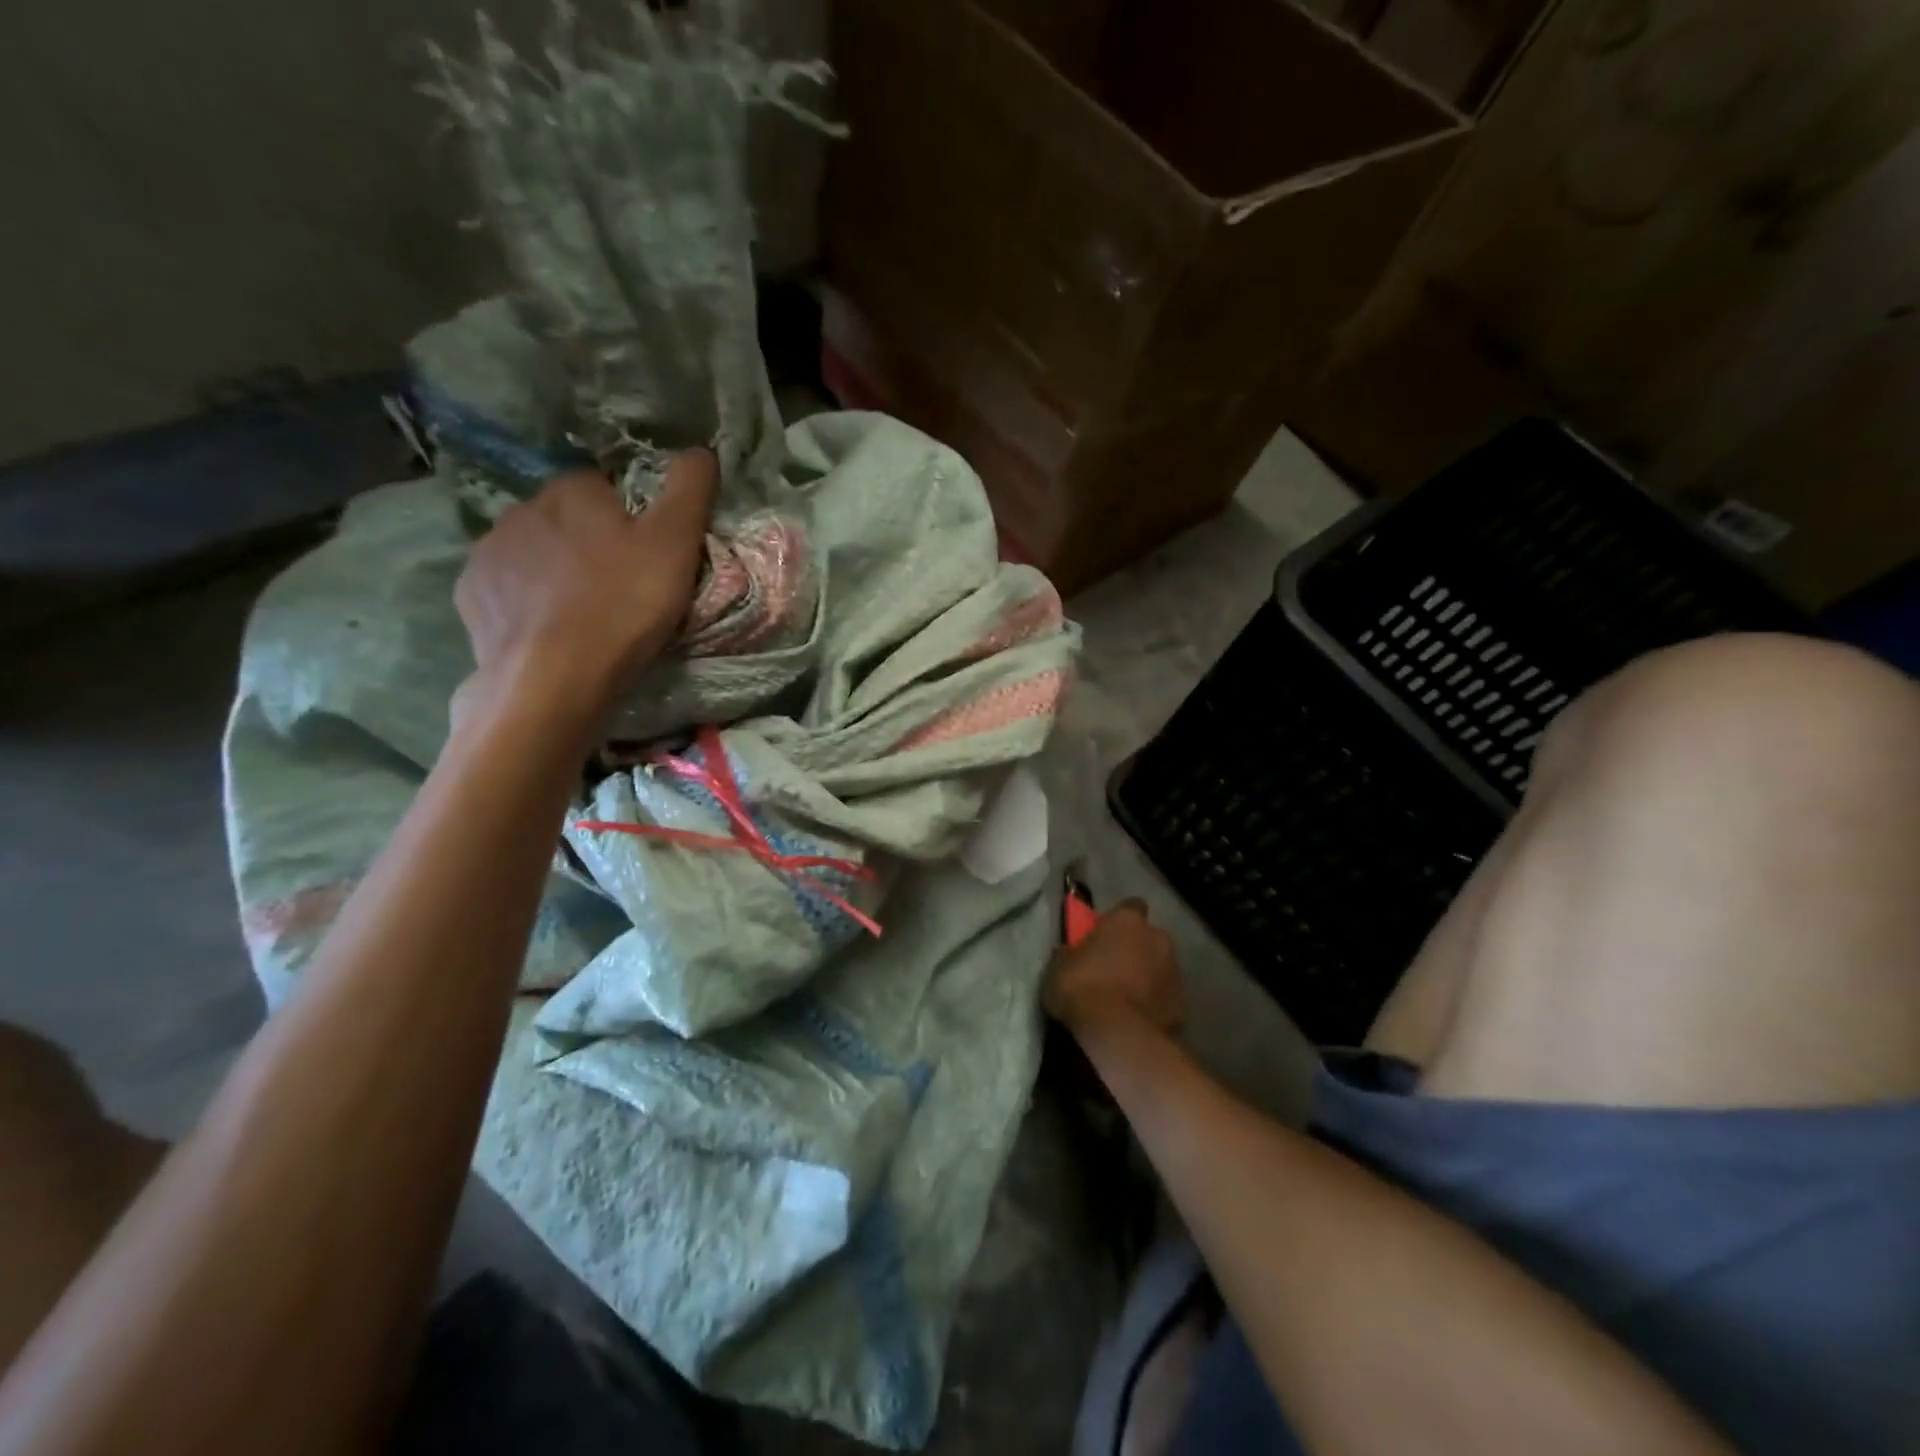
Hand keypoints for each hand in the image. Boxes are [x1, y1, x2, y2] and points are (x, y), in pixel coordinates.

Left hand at [453, 450, 717, 728]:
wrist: (554, 678)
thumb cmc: (623, 605)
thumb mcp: (676, 543)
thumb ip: (689, 489)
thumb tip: (699, 448)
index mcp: (572, 491)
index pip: (605, 487)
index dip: (631, 519)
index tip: (648, 555)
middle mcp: (521, 509)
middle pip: (567, 518)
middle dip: (590, 543)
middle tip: (622, 588)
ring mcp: (489, 553)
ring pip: (534, 552)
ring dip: (556, 571)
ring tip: (586, 614)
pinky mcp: (471, 596)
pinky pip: (507, 588)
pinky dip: (527, 602)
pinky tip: (550, 630)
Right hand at [1043, 900, 1185, 1036]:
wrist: (1118, 1034)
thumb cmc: (1083, 988)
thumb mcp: (1059, 967)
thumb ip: (1070, 953)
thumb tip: (1069, 952)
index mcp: (1127, 920)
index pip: (1129, 907)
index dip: (1118, 921)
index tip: (1104, 935)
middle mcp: (1158, 938)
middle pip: (1148, 937)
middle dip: (1136, 949)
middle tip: (1113, 968)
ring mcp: (1175, 971)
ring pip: (1160, 967)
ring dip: (1147, 976)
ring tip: (1125, 999)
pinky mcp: (1183, 1004)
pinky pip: (1166, 998)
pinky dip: (1155, 1004)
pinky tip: (1137, 1020)